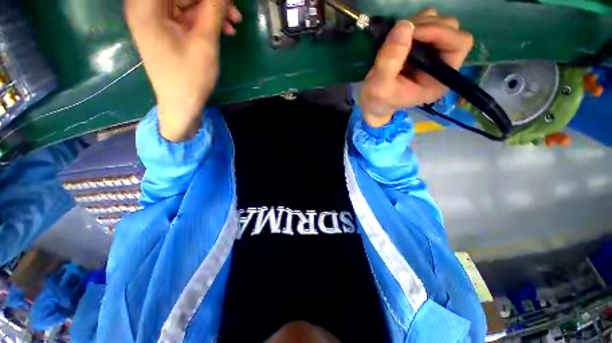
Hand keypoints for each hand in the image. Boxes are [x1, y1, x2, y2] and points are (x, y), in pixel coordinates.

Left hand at [126, 0, 241, 140]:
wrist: (182, 105)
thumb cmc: (191, 77)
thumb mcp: (205, 42)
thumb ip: (213, 9)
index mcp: (146, 6)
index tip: (225, 2)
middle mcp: (146, 6)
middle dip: (211, 0)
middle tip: (235, 12)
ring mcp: (155, 18)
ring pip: (187, 1)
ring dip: (212, 10)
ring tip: (234, 23)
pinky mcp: (165, 28)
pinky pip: (187, 15)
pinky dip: (206, 20)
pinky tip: (224, 29)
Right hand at [360, 8, 473, 127]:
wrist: (372, 103)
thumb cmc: (378, 100)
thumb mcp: (379, 86)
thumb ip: (390, 60)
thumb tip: (405, 25)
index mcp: (440, 79)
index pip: (459, 44)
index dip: (439, 32)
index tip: (412, 32)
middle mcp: (443, 63)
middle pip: (451, 29)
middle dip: (427, 26)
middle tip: (401, 34)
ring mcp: (433, 53)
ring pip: (439, 22)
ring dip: (419, 23)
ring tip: (397, 37)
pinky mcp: (422, 47)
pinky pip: (426, 23)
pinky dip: (413, 24)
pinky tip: (398, 36)